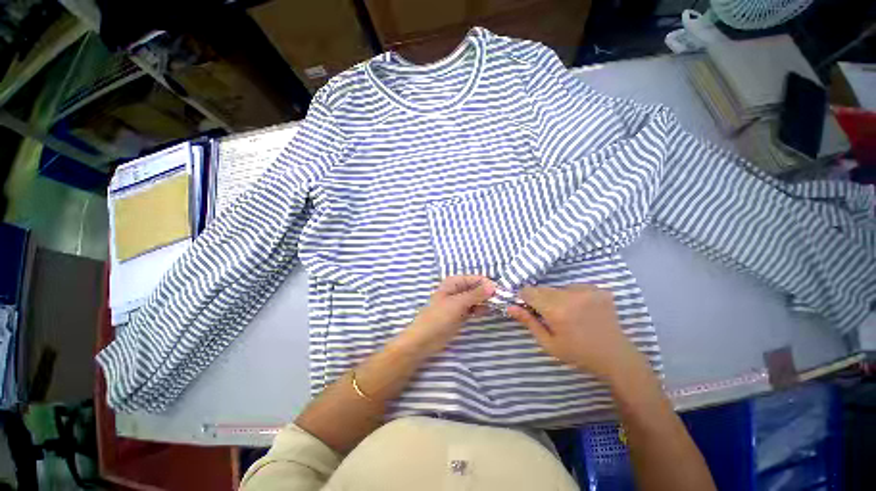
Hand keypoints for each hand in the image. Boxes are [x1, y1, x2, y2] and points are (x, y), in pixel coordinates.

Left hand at [397, 275, 495, 357]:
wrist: (424, 340)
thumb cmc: (438, 318)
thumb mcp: (458, 304)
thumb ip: (476, 294)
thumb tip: (493, 286)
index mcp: (453, 282)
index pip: (475, 278)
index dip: (487, 283)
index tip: (501, 291)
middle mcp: (457, 290)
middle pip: (476, 288)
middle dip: (488, 292)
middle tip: (502, 300)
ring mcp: (458, 302)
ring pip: (476, 298)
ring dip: (485, 301)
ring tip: (497, 306)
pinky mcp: (460, 314)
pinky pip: (473, 308)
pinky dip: (480, 309)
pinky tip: (487, 312)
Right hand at [507, 284, 647, 382]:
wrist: (616, 357)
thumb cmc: (578, 354)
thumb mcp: (548, 343)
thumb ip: (528, 322)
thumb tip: (509, 306)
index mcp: (557, 310)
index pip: (528, 292)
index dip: (525, 299)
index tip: (529, 309)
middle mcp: (571, 295)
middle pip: (542, 288)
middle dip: (540, 299)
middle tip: (550, 316)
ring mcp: (587, 290)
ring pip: (557, 287)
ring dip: (556, 297)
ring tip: (568, 314)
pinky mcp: (598, 289)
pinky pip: (574, 287)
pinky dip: (572, 295)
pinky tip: (581, 310)